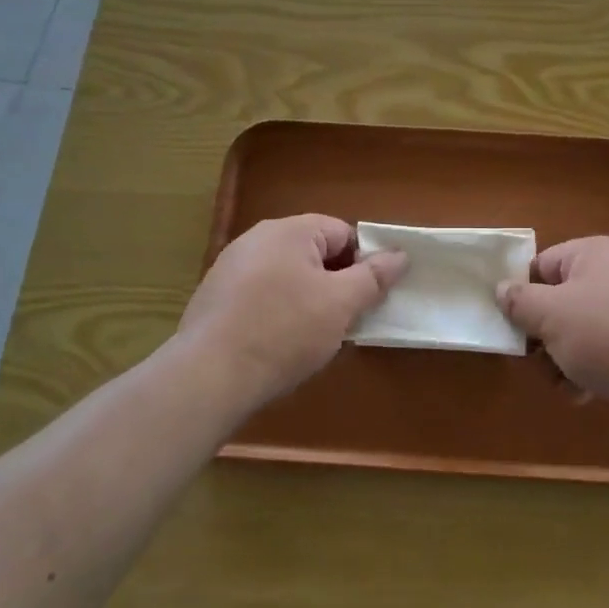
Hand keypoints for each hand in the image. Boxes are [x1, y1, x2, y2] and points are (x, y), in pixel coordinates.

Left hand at [178, 214, 405, 408]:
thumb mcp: (341, 305)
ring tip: (312, 337)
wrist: (208, 377)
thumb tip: (400, 255)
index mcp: (290, 230)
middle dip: (335, 283)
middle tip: (345, 320)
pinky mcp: (215, 296)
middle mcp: (257, 238)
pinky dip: (277, 312)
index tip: (368, 298)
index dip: (363, 263)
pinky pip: (261, 294)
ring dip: (307, 300)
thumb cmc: (284, 332)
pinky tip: (278, 344)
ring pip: (288, 276)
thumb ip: (374, 276)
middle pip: (314, 253)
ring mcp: (231, 267)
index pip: (343, 233)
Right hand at [497, 236, 608, 414]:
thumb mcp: (550, 316)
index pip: (543, 265)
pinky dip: (595, 367)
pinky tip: (587, 393)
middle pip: (564, 300)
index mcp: (595, 252)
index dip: (524, 296)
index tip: (514, 328)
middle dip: (546, 335)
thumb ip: (519, 301)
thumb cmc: (606, 334)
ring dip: (566, 357)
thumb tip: (502, 289)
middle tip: (537, 363)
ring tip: (564, 384)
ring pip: (586, 328)